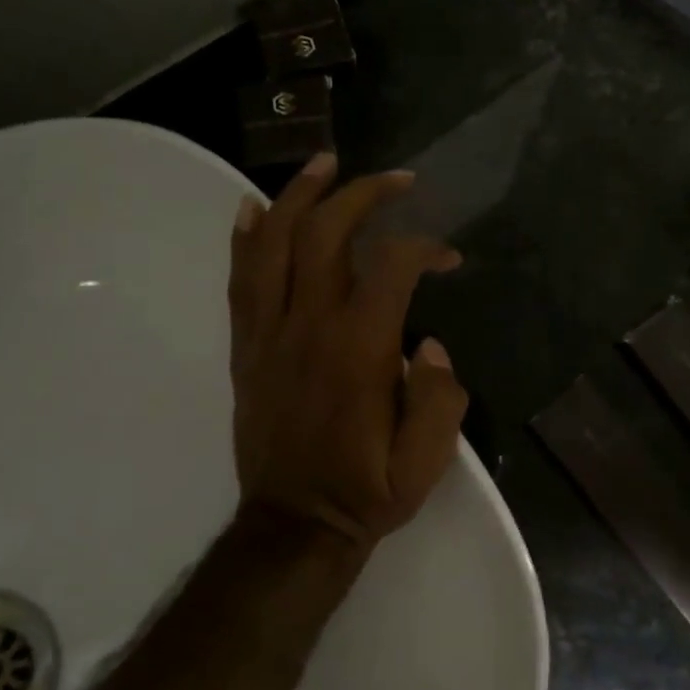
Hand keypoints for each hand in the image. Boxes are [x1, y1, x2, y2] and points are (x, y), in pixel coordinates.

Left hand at [227, 153, 469, 549]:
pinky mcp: (246, 347)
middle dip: (364, 194)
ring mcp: (269, 333)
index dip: (426, 247)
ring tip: (323, 163)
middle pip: (327, 233)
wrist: (293, 526)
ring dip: (299, 196)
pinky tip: (254, 208)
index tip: (448, 257)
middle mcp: (309, 325)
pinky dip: (247, 239)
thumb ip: (440, 397)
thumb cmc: (365, 491)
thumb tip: (429, 345)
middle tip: (396, 179)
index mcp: (359, 348)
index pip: (393, 265)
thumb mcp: (425, 461)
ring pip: (275, 244)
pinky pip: (240, 281)